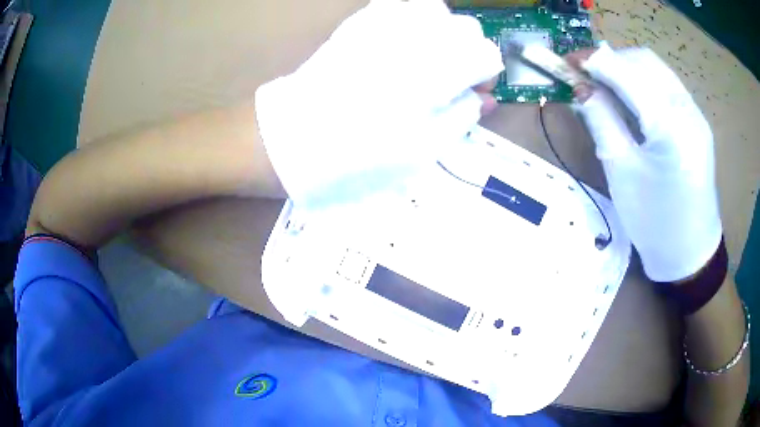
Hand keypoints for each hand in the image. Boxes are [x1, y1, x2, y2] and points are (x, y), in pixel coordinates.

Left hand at [255, 0, 502, 210]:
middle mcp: (413, 35)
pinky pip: (397, 6)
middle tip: (454, 79)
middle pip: (465, 26)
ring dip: (443, 32)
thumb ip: (462, 116)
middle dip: (469, 51)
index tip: (476, 92)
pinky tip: (404, 43)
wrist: (290, 140)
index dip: (487, 74)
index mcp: (435, 69)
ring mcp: (381, 23)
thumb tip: (486, 98)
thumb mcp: (422, 151)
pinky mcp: (357, 24)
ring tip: (430, 59)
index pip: (485, 53)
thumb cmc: (358, 156)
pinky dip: (412, 20)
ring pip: (433, 8)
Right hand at [569, 43, 721, 281]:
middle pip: (644, 61)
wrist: (690, 252)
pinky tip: (631, 98)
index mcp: (671, 129)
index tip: (568, 61)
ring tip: (605, 85)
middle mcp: (688, 110)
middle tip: (586, 75)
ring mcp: (696, 114)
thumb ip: (602, 120)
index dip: (595, 61)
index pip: (627, 73)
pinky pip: (666, 84)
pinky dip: (643, 81)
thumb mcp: (622, 173)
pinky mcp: (696, 120)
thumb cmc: (654, 223)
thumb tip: (581, 88)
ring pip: (656, 68)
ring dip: (626, 68)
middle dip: (611, 60)